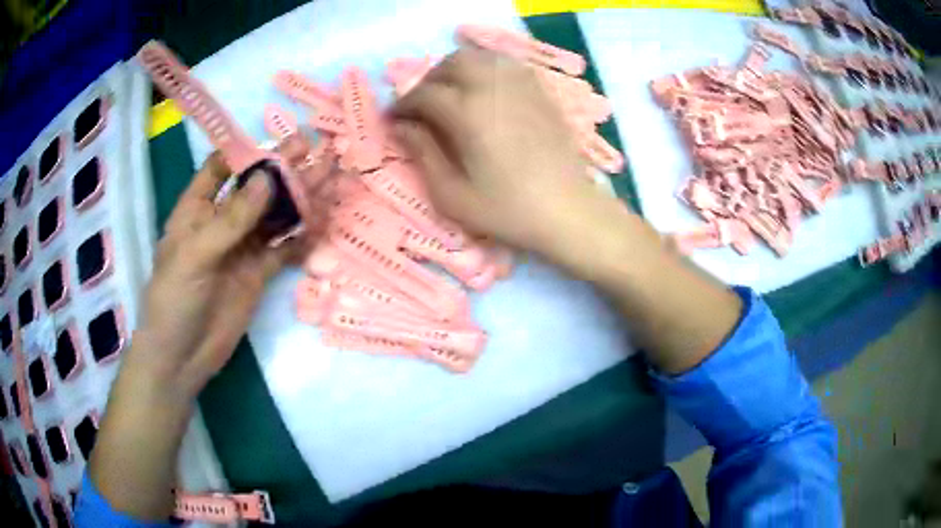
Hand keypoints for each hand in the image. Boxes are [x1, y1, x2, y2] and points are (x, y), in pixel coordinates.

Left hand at [129, 152, 300, 396]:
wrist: (182, 357)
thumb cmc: (174, 300)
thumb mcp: (195, 255)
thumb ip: (231, 218)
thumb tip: (267, 178)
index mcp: (197, 209)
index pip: (221, 168)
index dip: (248, 151)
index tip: (278, 138)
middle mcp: (221, 222)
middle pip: (256, 188)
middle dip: (283, 169)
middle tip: (316, 149)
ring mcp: (242, 248)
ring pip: (274, 216)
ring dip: (300, 198)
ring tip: (329, 176)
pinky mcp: (258, 273)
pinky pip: (283, 248)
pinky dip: (302, 236)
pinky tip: (323, 221)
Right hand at [393, 46, 620, 258]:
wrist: (568, 211)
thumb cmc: (508, 210)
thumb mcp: (452, 194)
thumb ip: (422, 153)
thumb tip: (401, 126)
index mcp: (468, 112)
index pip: (424, 94)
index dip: (403, 105)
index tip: (394, 120)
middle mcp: (494, 87)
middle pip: (452, 63)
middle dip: (430, 80)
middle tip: (423, 106)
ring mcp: (522, 86)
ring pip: (481, 58)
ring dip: (458, 70)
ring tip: (452, 96)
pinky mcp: (541, 92)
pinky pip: (508, 66)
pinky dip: (487, 71)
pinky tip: (485, 93)